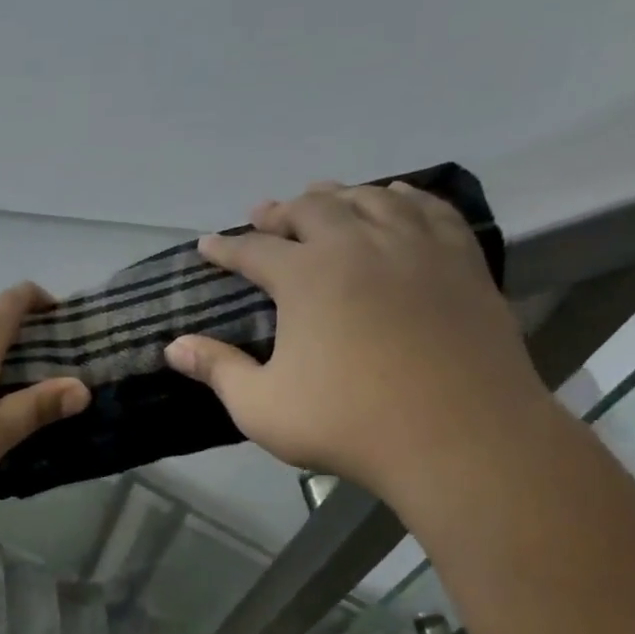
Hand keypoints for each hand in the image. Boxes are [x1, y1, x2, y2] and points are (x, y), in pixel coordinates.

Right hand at [165, 181, 548, 500]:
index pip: (253, 249)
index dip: (225, 248)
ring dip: (339, 196)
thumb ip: (217, 370)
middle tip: (263, 216)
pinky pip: (430, 210)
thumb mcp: (261, 406)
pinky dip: (404, 197)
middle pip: (313, 210)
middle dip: (281, 211)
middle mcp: (360, 246)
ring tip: (323, 198)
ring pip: (371, 199)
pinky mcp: (462, 263)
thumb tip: (173, 347)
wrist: (460, 437)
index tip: (206, 246)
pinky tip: (396, 199)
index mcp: (307, 276)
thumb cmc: (348, 423)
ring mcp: (417, 249)